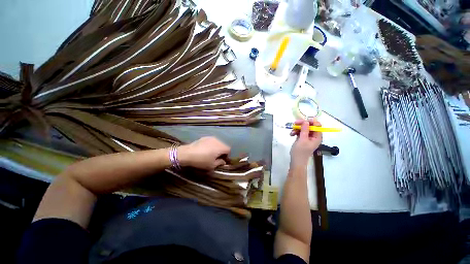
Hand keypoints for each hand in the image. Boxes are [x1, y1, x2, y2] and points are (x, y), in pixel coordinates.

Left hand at [178, 137, 230, 169]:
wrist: (188, 153)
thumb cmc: (202, 160)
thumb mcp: (212, 165)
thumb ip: (220, 163)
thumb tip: (223, 161)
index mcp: (221, 147)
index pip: (229, 149)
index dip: (227, 155)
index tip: (222, 159)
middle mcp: (218, 141)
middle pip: (223, 145)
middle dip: (222, 151)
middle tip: (216, 157)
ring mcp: (211, 138)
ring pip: (217, 143)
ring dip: (216, 147)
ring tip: (210, 152)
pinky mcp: (205, 137)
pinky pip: (211, 141)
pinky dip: (211, 145)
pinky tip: (205, 149)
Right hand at [290, 119, 322, 167]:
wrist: (296, 161)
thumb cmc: (300, 151)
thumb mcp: (302, 140)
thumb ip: (305, 130)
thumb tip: (306, 121)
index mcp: (317, 137)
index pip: (317, 125)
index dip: (311, 121)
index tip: (303, 120)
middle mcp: (314, 136)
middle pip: (309, 126)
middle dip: (302, 124)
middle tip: (294, 123)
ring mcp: (308, 137)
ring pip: (304, 128)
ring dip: (297, 129)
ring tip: (291, 132)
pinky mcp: (302, 139)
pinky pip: (300, 132)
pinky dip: (296, 132)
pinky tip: (291, 134)